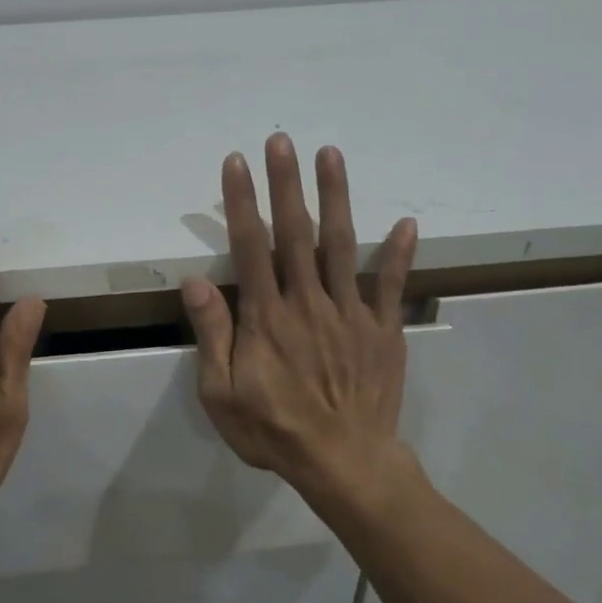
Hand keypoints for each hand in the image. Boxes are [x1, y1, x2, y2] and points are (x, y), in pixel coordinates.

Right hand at [181, 135, 416, 503]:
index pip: (250, 246)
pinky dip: (399, 253)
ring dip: (335, 197)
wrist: (344, 463)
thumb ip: (213, 334)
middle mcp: (308, 302)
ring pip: (341, 245)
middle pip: (294, 233)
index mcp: (267, 316)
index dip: (242, 201)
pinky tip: (405, 222)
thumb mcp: (222, 393)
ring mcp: (350, 312)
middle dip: (286, 183)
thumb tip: (196, 281)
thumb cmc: (274, 430)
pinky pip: (390, 285)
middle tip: (281, 140)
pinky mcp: (382, 328)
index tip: (236, 163)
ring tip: (331, 155)